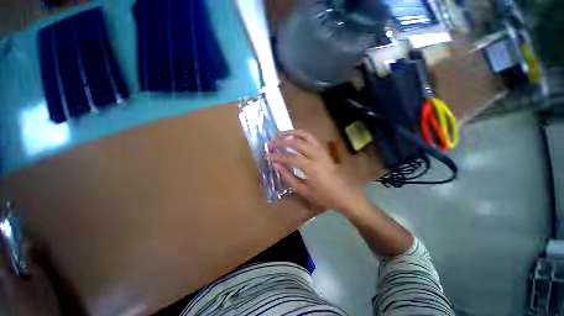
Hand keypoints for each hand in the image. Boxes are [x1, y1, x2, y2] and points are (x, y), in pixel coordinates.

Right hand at [268, 130, 365, 212]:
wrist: (345, 195)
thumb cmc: (324, 196)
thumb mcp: (303, 190)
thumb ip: (288, 176)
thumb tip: (276, 165)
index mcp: (311, 167)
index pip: (289, 157)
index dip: (277, 156)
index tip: (267, 155)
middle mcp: (316, 154)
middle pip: (296, 142)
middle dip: (281, 141)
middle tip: (271, 144)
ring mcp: (321, 150)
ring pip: (304, 135)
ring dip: (290, 133)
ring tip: (280, 135)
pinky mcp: (323, 150)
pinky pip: (310, 138)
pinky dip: (299, 135)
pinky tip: (293, 138)